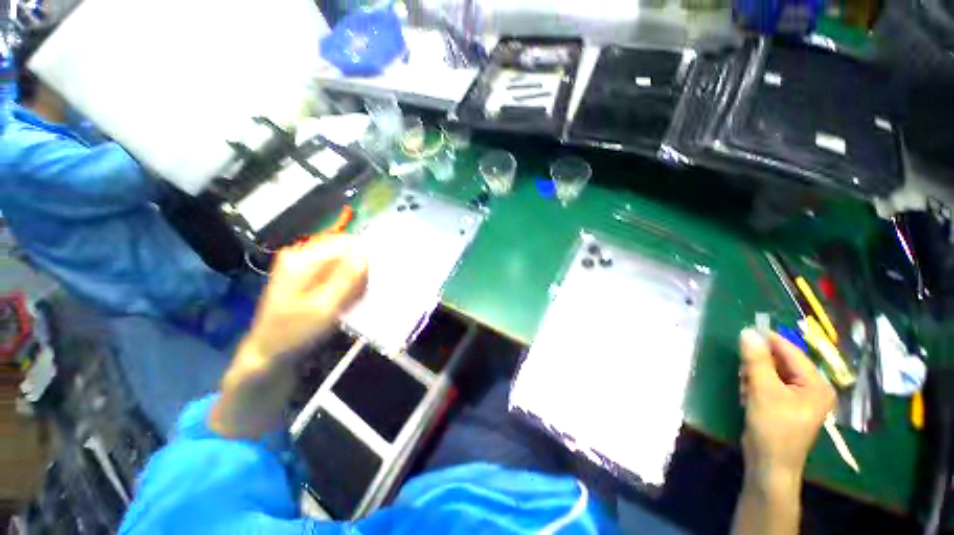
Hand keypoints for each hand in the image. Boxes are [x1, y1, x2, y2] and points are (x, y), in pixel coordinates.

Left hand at [211, 235, 366, 438]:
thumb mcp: (324, 308)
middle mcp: (301, 255)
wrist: (269, 352)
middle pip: (344, 251)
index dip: (365, 257)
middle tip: (363, 293)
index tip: (375, 277)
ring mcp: (302, 264)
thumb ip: (346, 278)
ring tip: (352, 299)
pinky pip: (336, 270)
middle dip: (359, 269)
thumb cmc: (295, 332)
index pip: (346, 243)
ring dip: (354, 278)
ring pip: (342, 261)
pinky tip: (345, 299)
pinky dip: (345, 283)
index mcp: (302, 259)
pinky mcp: (306, 273)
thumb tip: (365, 252)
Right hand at [738, 329, 834, 485]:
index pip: (791, 352)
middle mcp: (812, 388)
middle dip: (759, 365)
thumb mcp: (762, 390)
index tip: (744, 331)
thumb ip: (756, 360)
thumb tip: (747, 331)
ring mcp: (800, 398)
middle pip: (781, 362)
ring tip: (745, 389)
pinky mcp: (786, 405)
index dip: (768, 340)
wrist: (769, 464)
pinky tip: (748, 397)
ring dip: (754, 376)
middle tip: (743, 372)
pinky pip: (770, 384)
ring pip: (772, 373)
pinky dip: (756, 386)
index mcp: (816, 383)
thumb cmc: (772, 427)